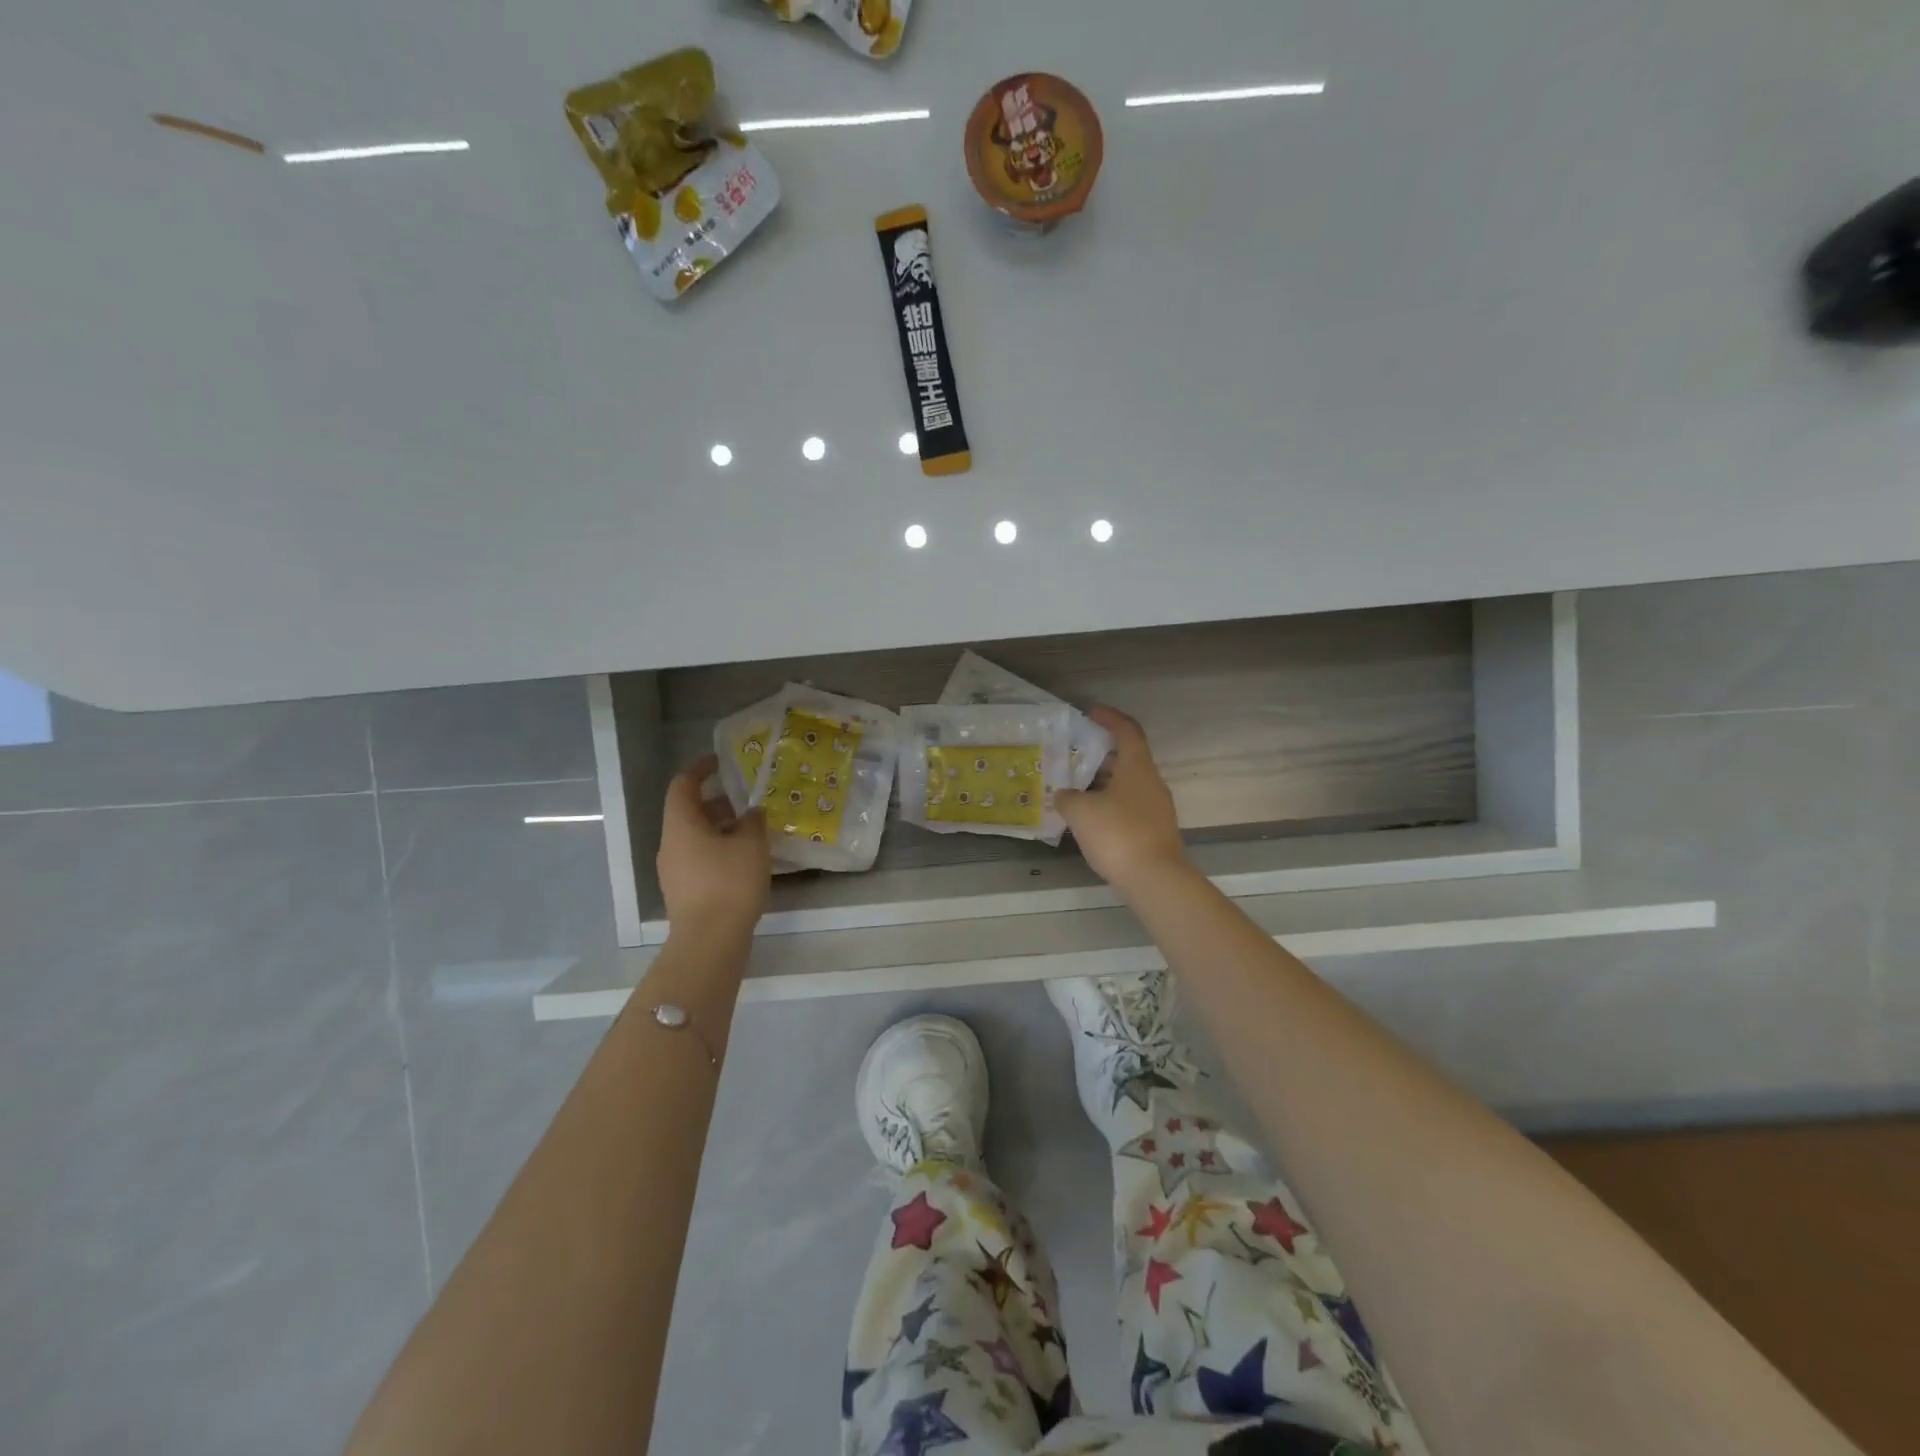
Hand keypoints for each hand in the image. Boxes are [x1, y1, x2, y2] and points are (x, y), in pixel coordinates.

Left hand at [657, 755, 770, 937]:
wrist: (710, 940)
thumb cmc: (729, 882)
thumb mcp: (751, 844)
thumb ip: (753, 821)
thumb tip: (752, 813)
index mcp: (681, 824)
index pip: (683, 784)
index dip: (700, 769)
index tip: (721, 762)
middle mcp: (670, 843)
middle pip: (690, 812)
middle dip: (719, 804)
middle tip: (748, 803)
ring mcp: (673, 870)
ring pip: (695, 837)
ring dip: (721, 829)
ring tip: (753, 833)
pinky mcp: (683, 891)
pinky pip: (700, 858)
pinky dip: (719, 851)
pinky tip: (745, 861)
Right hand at [1055, 706, 1187, 893]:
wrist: (1155, 880)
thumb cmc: (1118, 834)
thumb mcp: (1081, 811)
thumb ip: (1068, 797)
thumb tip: (1065, 794)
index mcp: (1137, 767)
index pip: (1127, 730)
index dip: (1110, 718)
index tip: (1091, 712)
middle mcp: (1151, 782)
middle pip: (1127, 757)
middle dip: (1101, 753)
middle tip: (1074, 754)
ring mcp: (1155, 807)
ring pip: (1127, 784)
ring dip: (1103, 781)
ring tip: (1074, 787)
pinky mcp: (1153, 830)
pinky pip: (1128, 806)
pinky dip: (1108, 804)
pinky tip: (1088, 817)